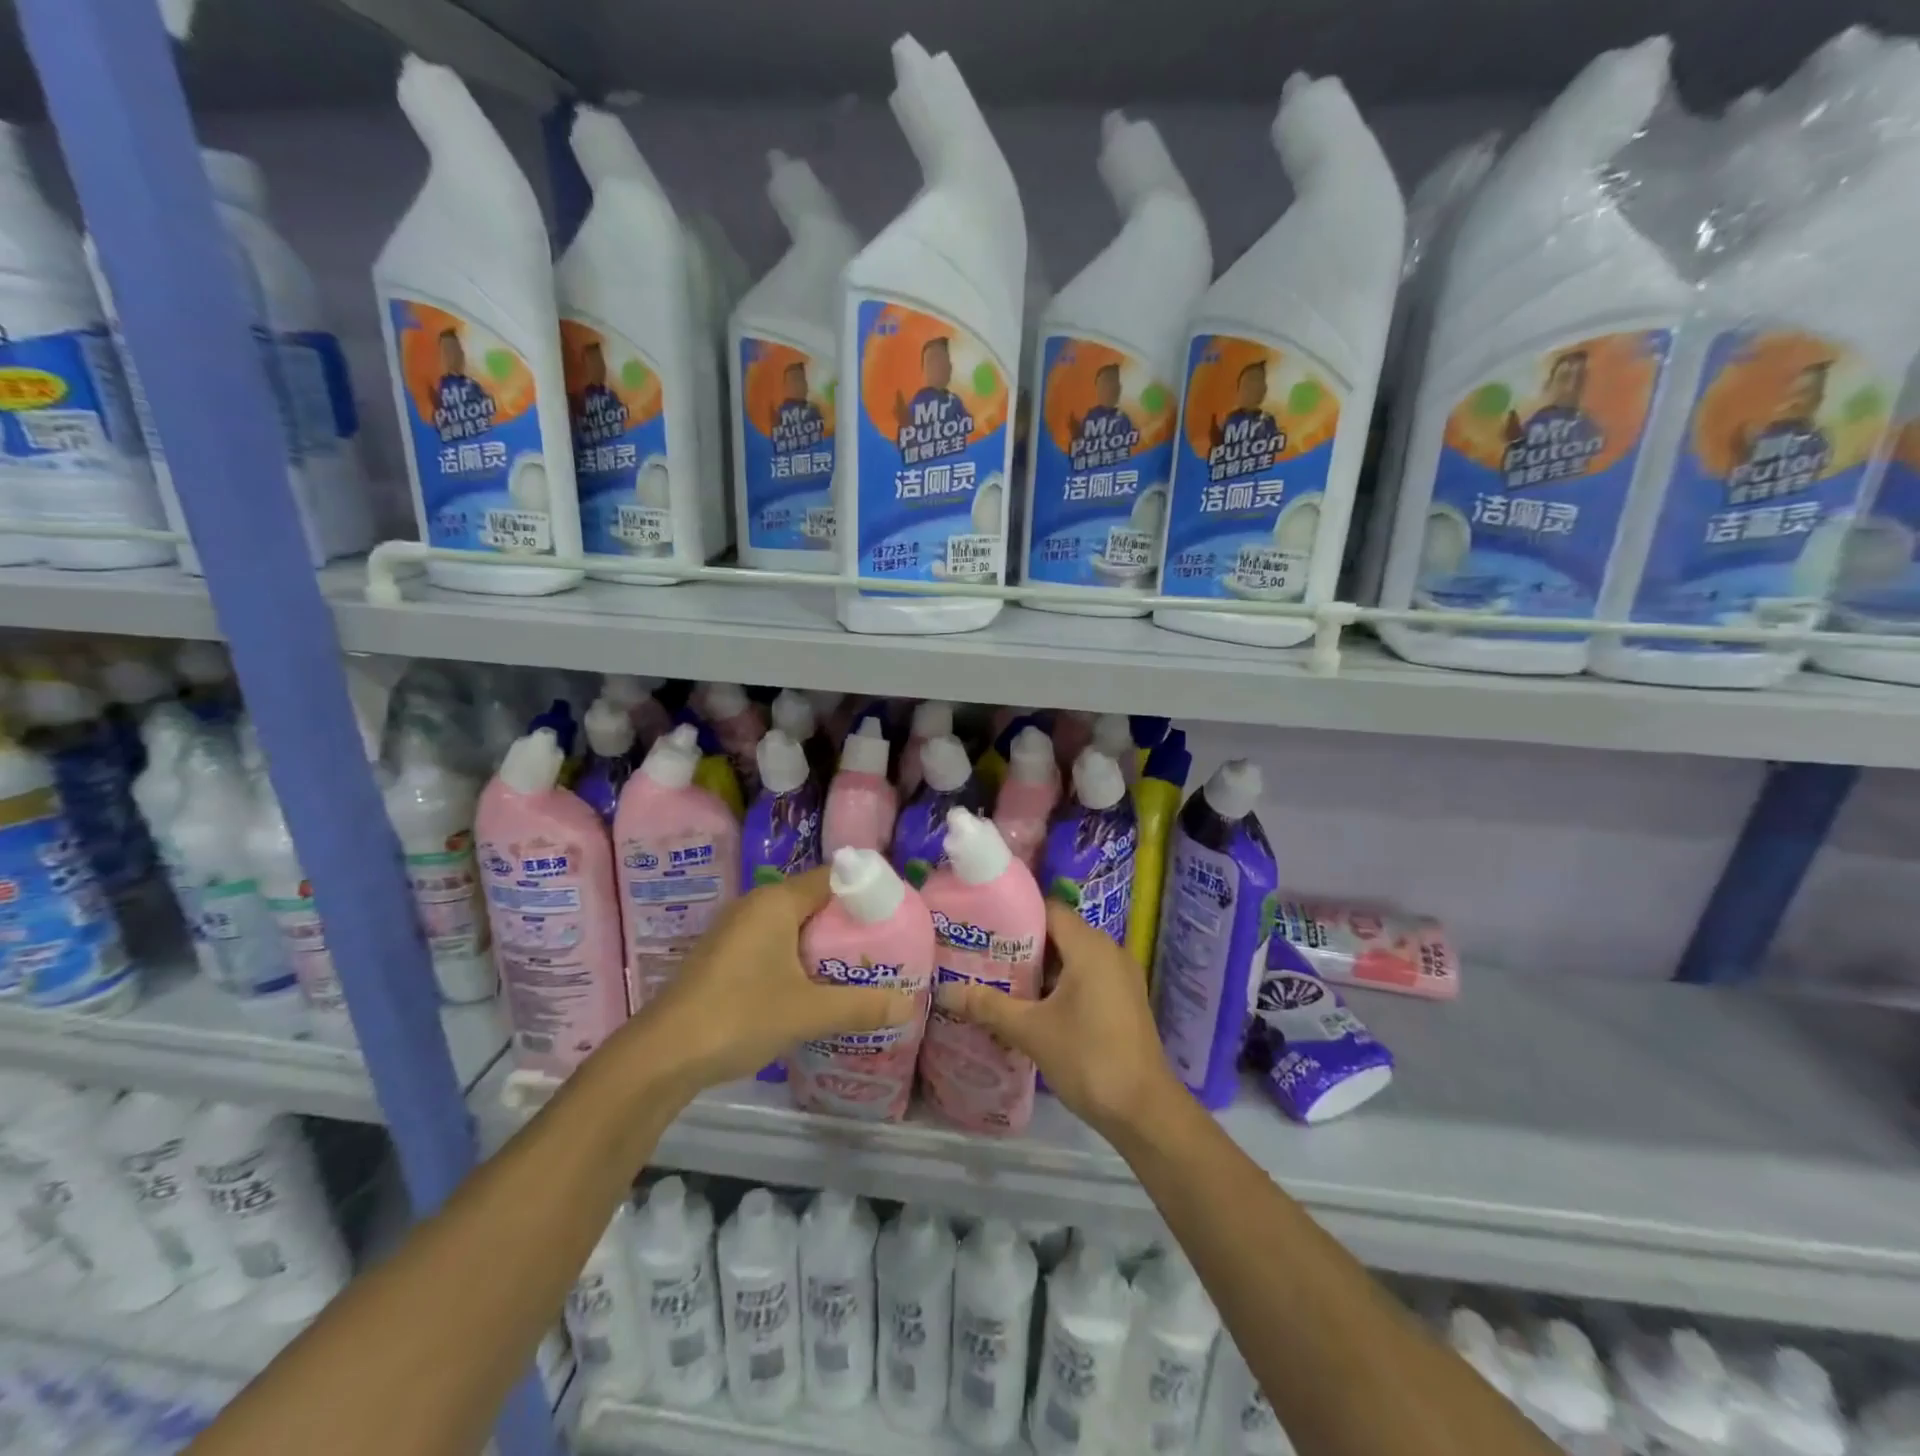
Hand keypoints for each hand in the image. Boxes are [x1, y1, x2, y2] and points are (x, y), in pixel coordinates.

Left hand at [637, 867, 917, 1090]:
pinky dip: (800, 958)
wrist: (660, 1056)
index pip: (834, 877)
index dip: (868, 891)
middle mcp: (756, 905)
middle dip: (850, 922)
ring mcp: (736, 931)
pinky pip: (775, 944)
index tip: (897, 914)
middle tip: (884, 946)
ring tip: (858, 968)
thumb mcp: (807, 1013)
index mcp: (776, 902)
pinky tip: (815, 988)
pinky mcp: (725, 957)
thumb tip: (909, 1006)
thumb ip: (859, 1006)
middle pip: (816, 900)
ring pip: (794, 925)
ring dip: (824, 943)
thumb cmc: (738, 1016)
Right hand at [935, 901, 1178, 1137]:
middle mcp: (1109, 951)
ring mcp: (1120, 977)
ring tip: (997, 980)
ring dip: (1038, 969)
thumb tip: (944, 992)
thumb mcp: (1031, 1031)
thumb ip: (988, 1006)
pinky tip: (1029, 1006)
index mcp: (1090, 946)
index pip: (1048, 910)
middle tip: (981, 955)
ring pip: (1071, 958)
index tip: (982, 925)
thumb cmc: (1088, 1058)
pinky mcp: (1124, 1000)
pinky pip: (1085, 978)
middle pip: (1058, 933)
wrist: (1145, 1111)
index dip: (1015, 913)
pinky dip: (1059, 985)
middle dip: (1021, 944)